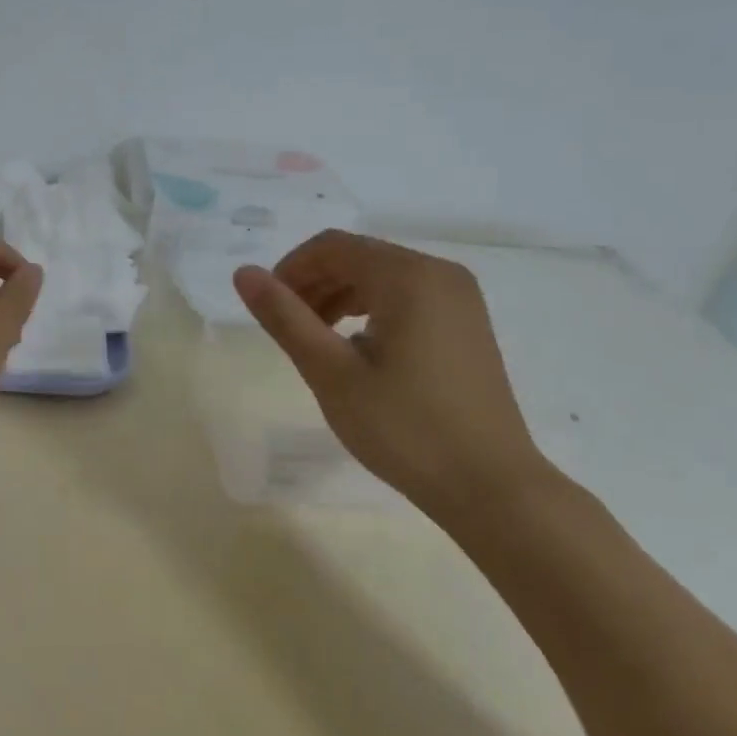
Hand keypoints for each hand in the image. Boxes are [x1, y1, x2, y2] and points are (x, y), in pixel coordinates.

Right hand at [233, 230, 550, 522]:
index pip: (332, 246)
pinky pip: (407, 298)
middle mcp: (439, 273)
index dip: (290, 269)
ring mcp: (460, 299)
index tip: (268, 309)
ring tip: (316, 342)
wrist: (492, 488)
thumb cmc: (406, 429)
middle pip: (358, 257)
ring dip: (339, 298)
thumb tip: (244, 273)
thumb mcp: (331, 373)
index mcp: (408, 276)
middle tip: (288, 330)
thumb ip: (285, 317)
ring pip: (381, 278)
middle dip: (314, 284)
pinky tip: (358, 352)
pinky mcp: (467, 325)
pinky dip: (371, 312)